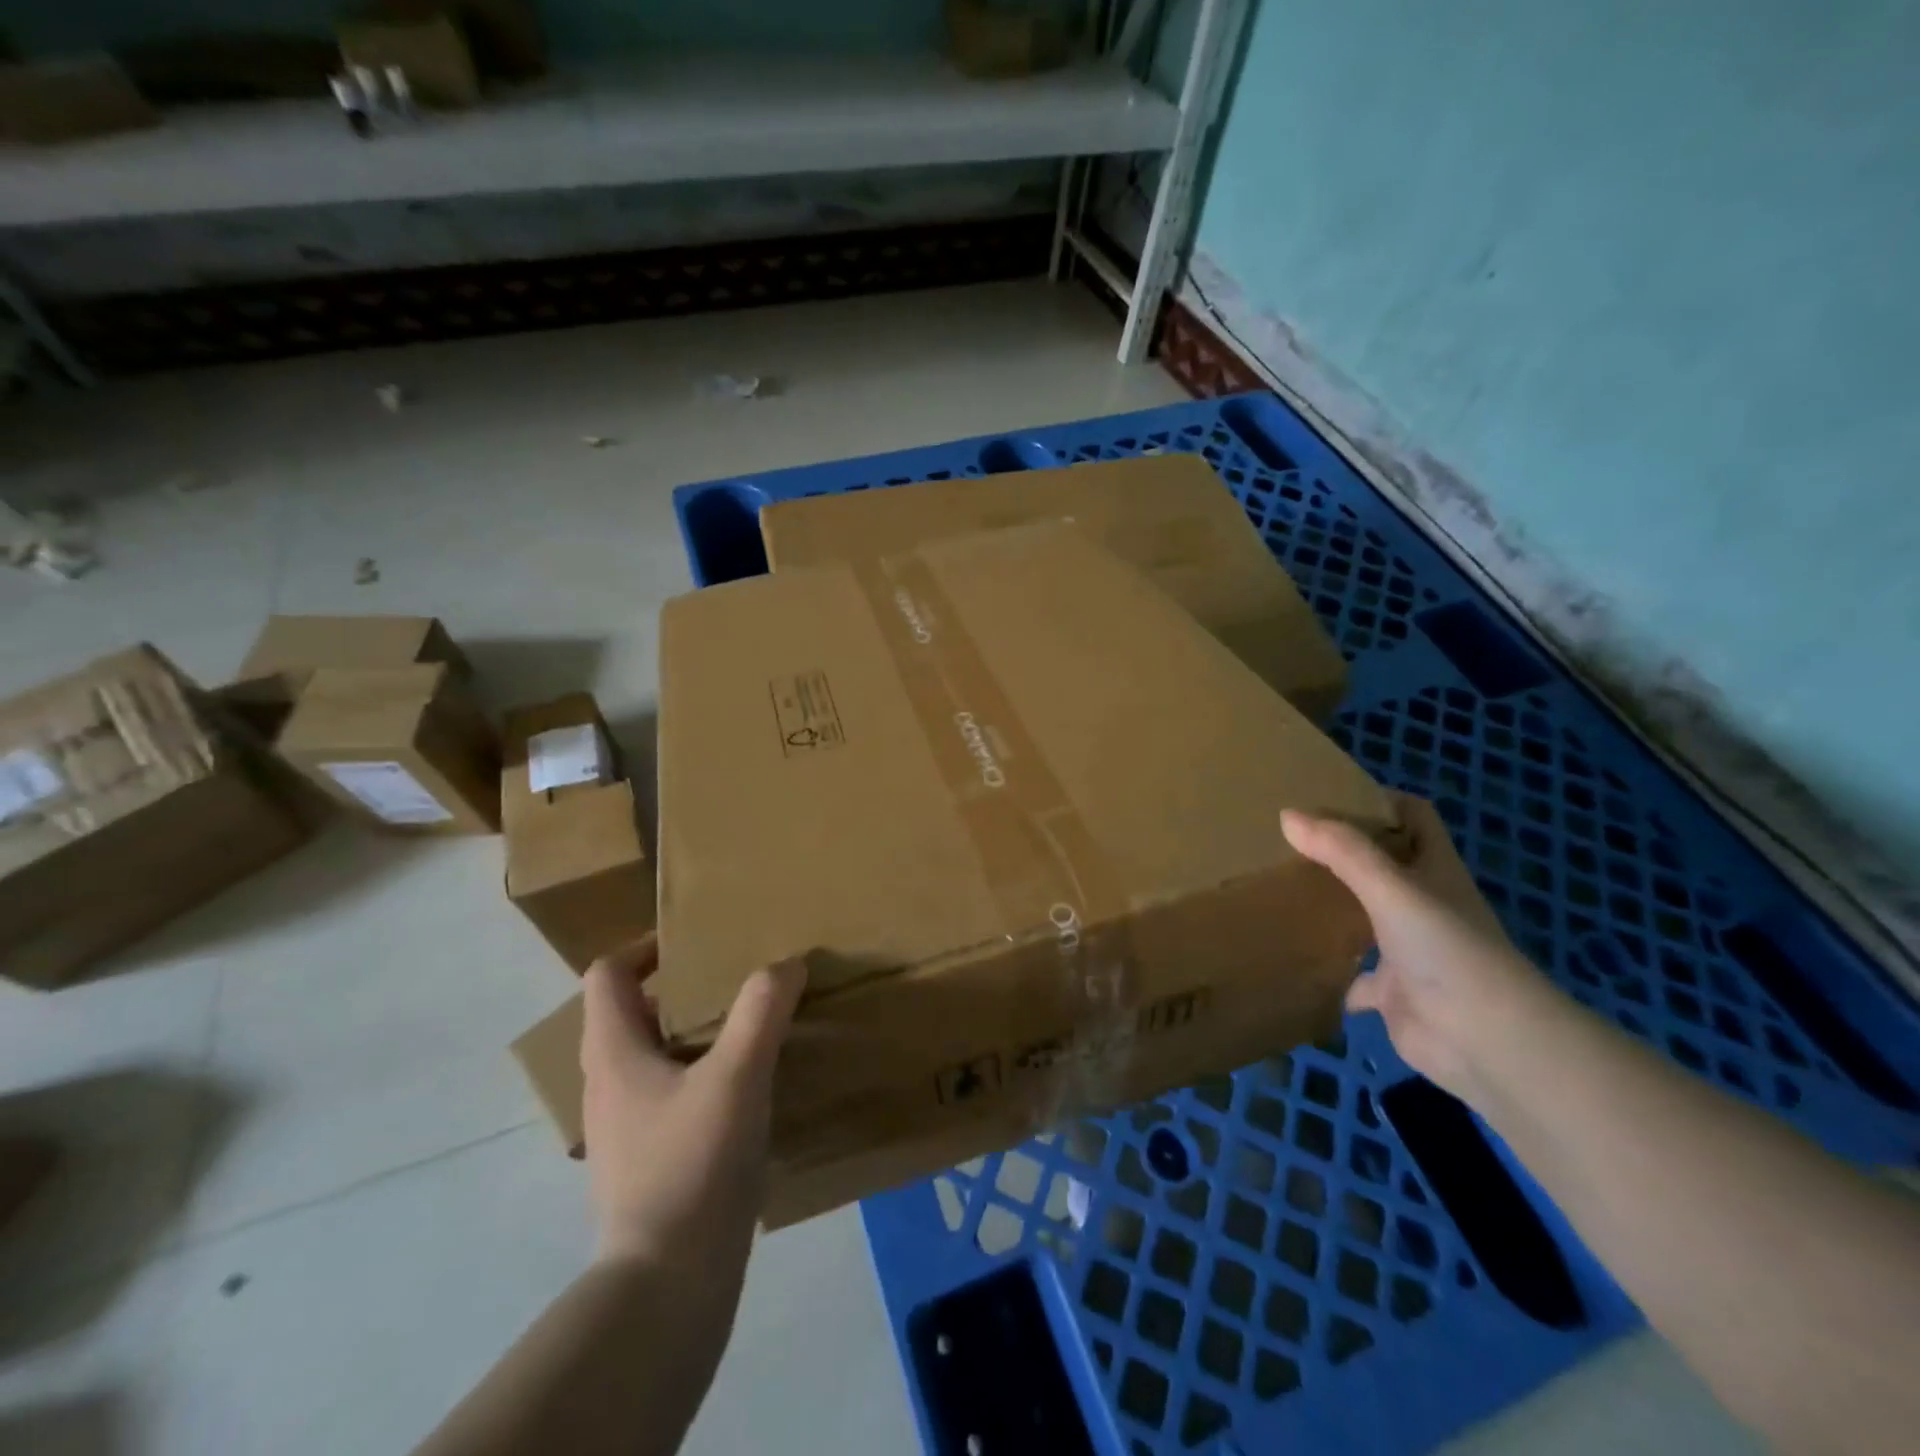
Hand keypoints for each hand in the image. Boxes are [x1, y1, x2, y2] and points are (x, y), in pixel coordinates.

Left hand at [579, 934, 806, 1270]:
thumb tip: (787, 964)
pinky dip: (700, 1072)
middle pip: (631, 1011)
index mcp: (613, 1053)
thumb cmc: (691, 1166)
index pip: (606, 974)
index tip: (694, 941)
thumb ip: (761, 1012)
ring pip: (652, 1054)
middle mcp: (607, 1083)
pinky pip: (669, 1092)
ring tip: (747, 1025)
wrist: (667, 1285)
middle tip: (734, 977)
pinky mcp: (647, 1159)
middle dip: (680, 986)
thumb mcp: (737, 1077)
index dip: (644, 947)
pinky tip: (745, 1087)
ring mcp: (624, 1126)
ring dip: (693, 1031)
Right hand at [1282, 796, 1553, 1101]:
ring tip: (1282, 890)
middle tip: (1287, 840)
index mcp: (1434, 871)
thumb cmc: (1446, 950)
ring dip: (1333, 908)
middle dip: (1342, 853)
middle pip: (1383, 866)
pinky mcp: (1392, 992)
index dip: (1380, 802)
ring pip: (1365, 919)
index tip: (1328, 795)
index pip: (1415, 818)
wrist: (1486, 1041)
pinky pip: (1353, 977)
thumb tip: (1286, 815)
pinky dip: (1329, 972)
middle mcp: (1424, 905)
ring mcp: (1408, 950)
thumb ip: (1342, 851)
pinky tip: (1294, 961)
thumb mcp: (1392, 888)